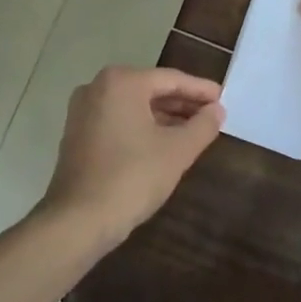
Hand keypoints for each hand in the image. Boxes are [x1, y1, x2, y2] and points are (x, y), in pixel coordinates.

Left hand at [40, 67, 223, 250]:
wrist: (77, 221)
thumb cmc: (132, 177)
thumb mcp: (177, 151)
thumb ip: (202, 126)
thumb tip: (217, 110)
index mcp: (122, 82)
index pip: (171, 79)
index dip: (200, 90)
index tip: (223, 97)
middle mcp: (97, 87)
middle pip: (150, 89)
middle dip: (182, 103)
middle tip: (212, 114)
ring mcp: (83, 112)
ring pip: (134, 106)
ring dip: (164, 116)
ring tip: (193, 130)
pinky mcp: (77, 135)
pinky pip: (118, 121)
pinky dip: (142, 127)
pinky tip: (163, 143)